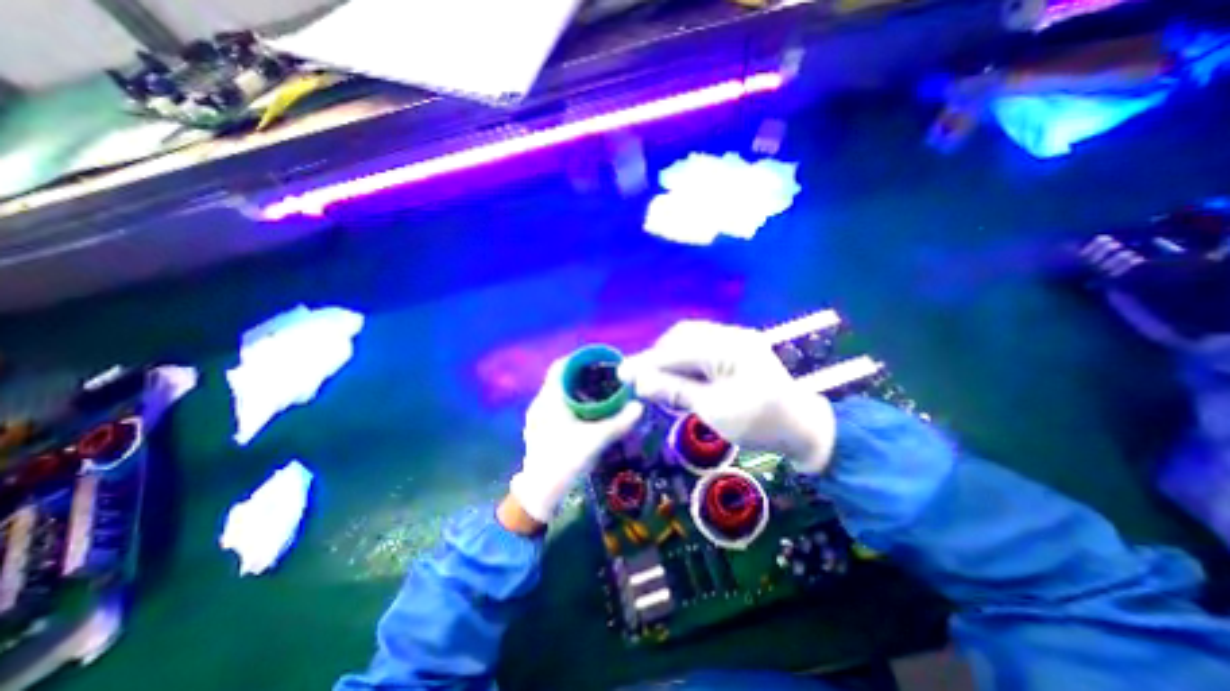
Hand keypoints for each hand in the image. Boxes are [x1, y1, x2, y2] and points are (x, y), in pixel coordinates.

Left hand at [510, 358, 644, 520]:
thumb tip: (639, 406)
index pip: (561, 367)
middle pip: (561, 378)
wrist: (540, 493)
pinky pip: (555, 405)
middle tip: (604, 377)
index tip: (599, 361)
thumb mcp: (596, 440)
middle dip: (581, 375)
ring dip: (575, 389)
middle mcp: (540, 403)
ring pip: (557, 393)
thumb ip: (619, 422)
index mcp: (550, 399)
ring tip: (597, 392)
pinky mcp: (539, 428)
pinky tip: (584, 412)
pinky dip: (570, 402)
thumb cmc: (565, 461)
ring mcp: (537, 417)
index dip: (579, 359)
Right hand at [616, 322, 834, 470]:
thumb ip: (676, 392)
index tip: (622, 375)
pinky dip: (685, 361)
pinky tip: (679, 377)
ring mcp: (735, 340)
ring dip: (671, 358)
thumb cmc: (761, 424)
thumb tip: (641, 383)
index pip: (677, 351)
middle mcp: (731, 336)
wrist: (804, 429)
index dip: (647, 364)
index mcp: (729, 348)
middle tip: (642, 379)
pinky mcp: (736, 350)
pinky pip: (702, 348)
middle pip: (682, 338)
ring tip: (659, 380)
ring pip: (690, 340)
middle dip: (658, 357)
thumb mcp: (715, 410)